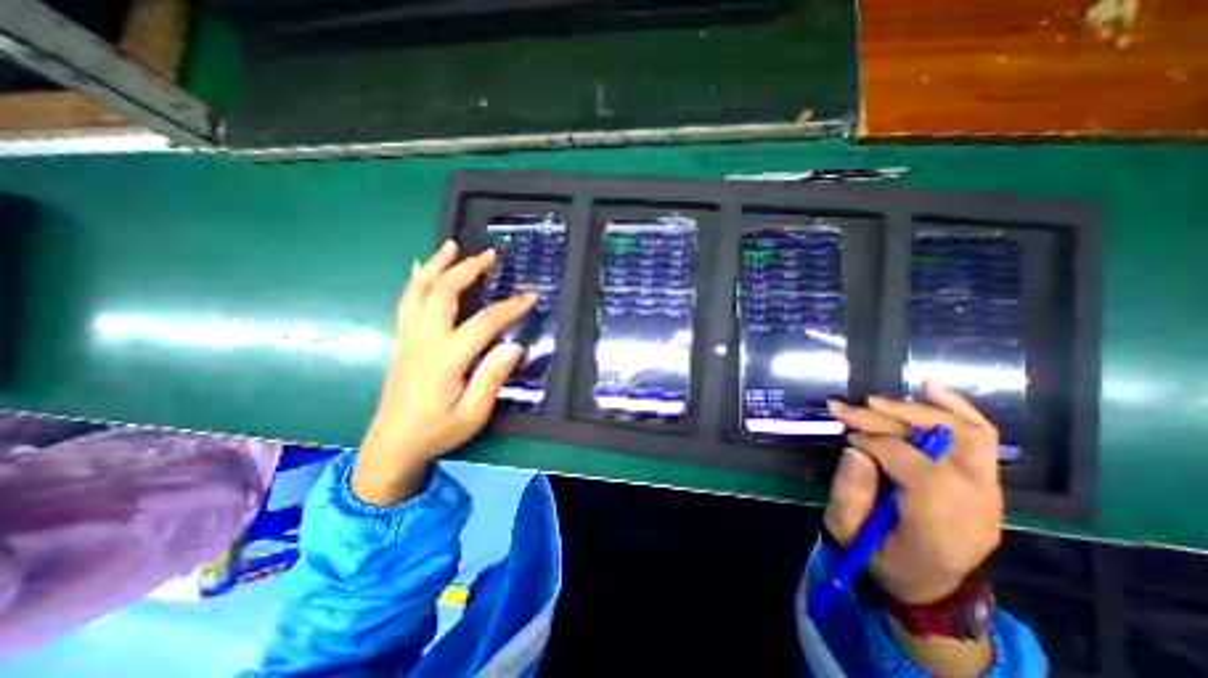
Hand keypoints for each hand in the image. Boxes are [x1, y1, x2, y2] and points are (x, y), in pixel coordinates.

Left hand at [352, 238, 534, 502]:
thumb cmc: (437, 431)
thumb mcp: (472, 414)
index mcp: (446, 358)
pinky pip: (406, 301)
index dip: (509, 307)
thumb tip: (513, 346)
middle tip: (489, 255)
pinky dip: (415, 280)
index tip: (531, 295)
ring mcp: (409, 337)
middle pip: (444, 292)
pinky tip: (421, 269)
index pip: (484, 322)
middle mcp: (425, 340)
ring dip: (437, 265)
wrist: (392, 445)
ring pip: (419, 290)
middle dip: (467, 269)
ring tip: (451, 246)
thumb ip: (492, 378)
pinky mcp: (402, 340)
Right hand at [822, 382, 1001, 603]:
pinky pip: (981, 437)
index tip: (846, 437)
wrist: (930, 586)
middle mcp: (976, 506)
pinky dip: (956, 409)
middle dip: (885, 419)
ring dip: (917, 410)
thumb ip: (849, 491)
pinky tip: (931, 389)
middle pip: (941, 444)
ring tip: (876, 401)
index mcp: (940, 526)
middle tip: (846, 409)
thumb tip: (856, 447)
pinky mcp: (986, 482)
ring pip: (966, 434)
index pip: (917, 467)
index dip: (876, 443)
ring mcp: (989, 493)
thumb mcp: (848, 533)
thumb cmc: (882, 559)